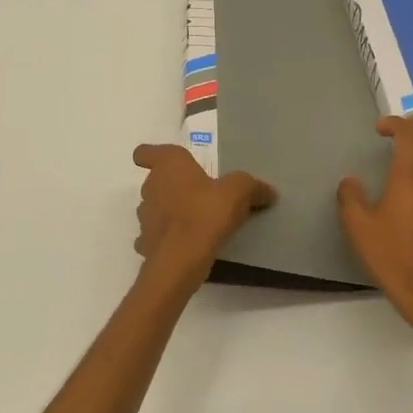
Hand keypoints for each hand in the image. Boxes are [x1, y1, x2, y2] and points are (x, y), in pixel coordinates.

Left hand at [132, 144, 275, 279]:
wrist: (181, 259)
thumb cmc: (206, 213)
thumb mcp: (239, 192)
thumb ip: (252, 186)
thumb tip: (268, 191)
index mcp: (169, 165)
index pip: (146, 152)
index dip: (151, 155)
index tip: (165, 163)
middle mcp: (150, 187)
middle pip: (156, 181)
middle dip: (172, 187)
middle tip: (198, 196)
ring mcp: (144, 216)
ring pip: (154, 208)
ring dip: (169, 213)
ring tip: (194, 223)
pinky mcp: (145, 243)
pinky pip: (156, 236)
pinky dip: (167, 239)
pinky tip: (185, 246)